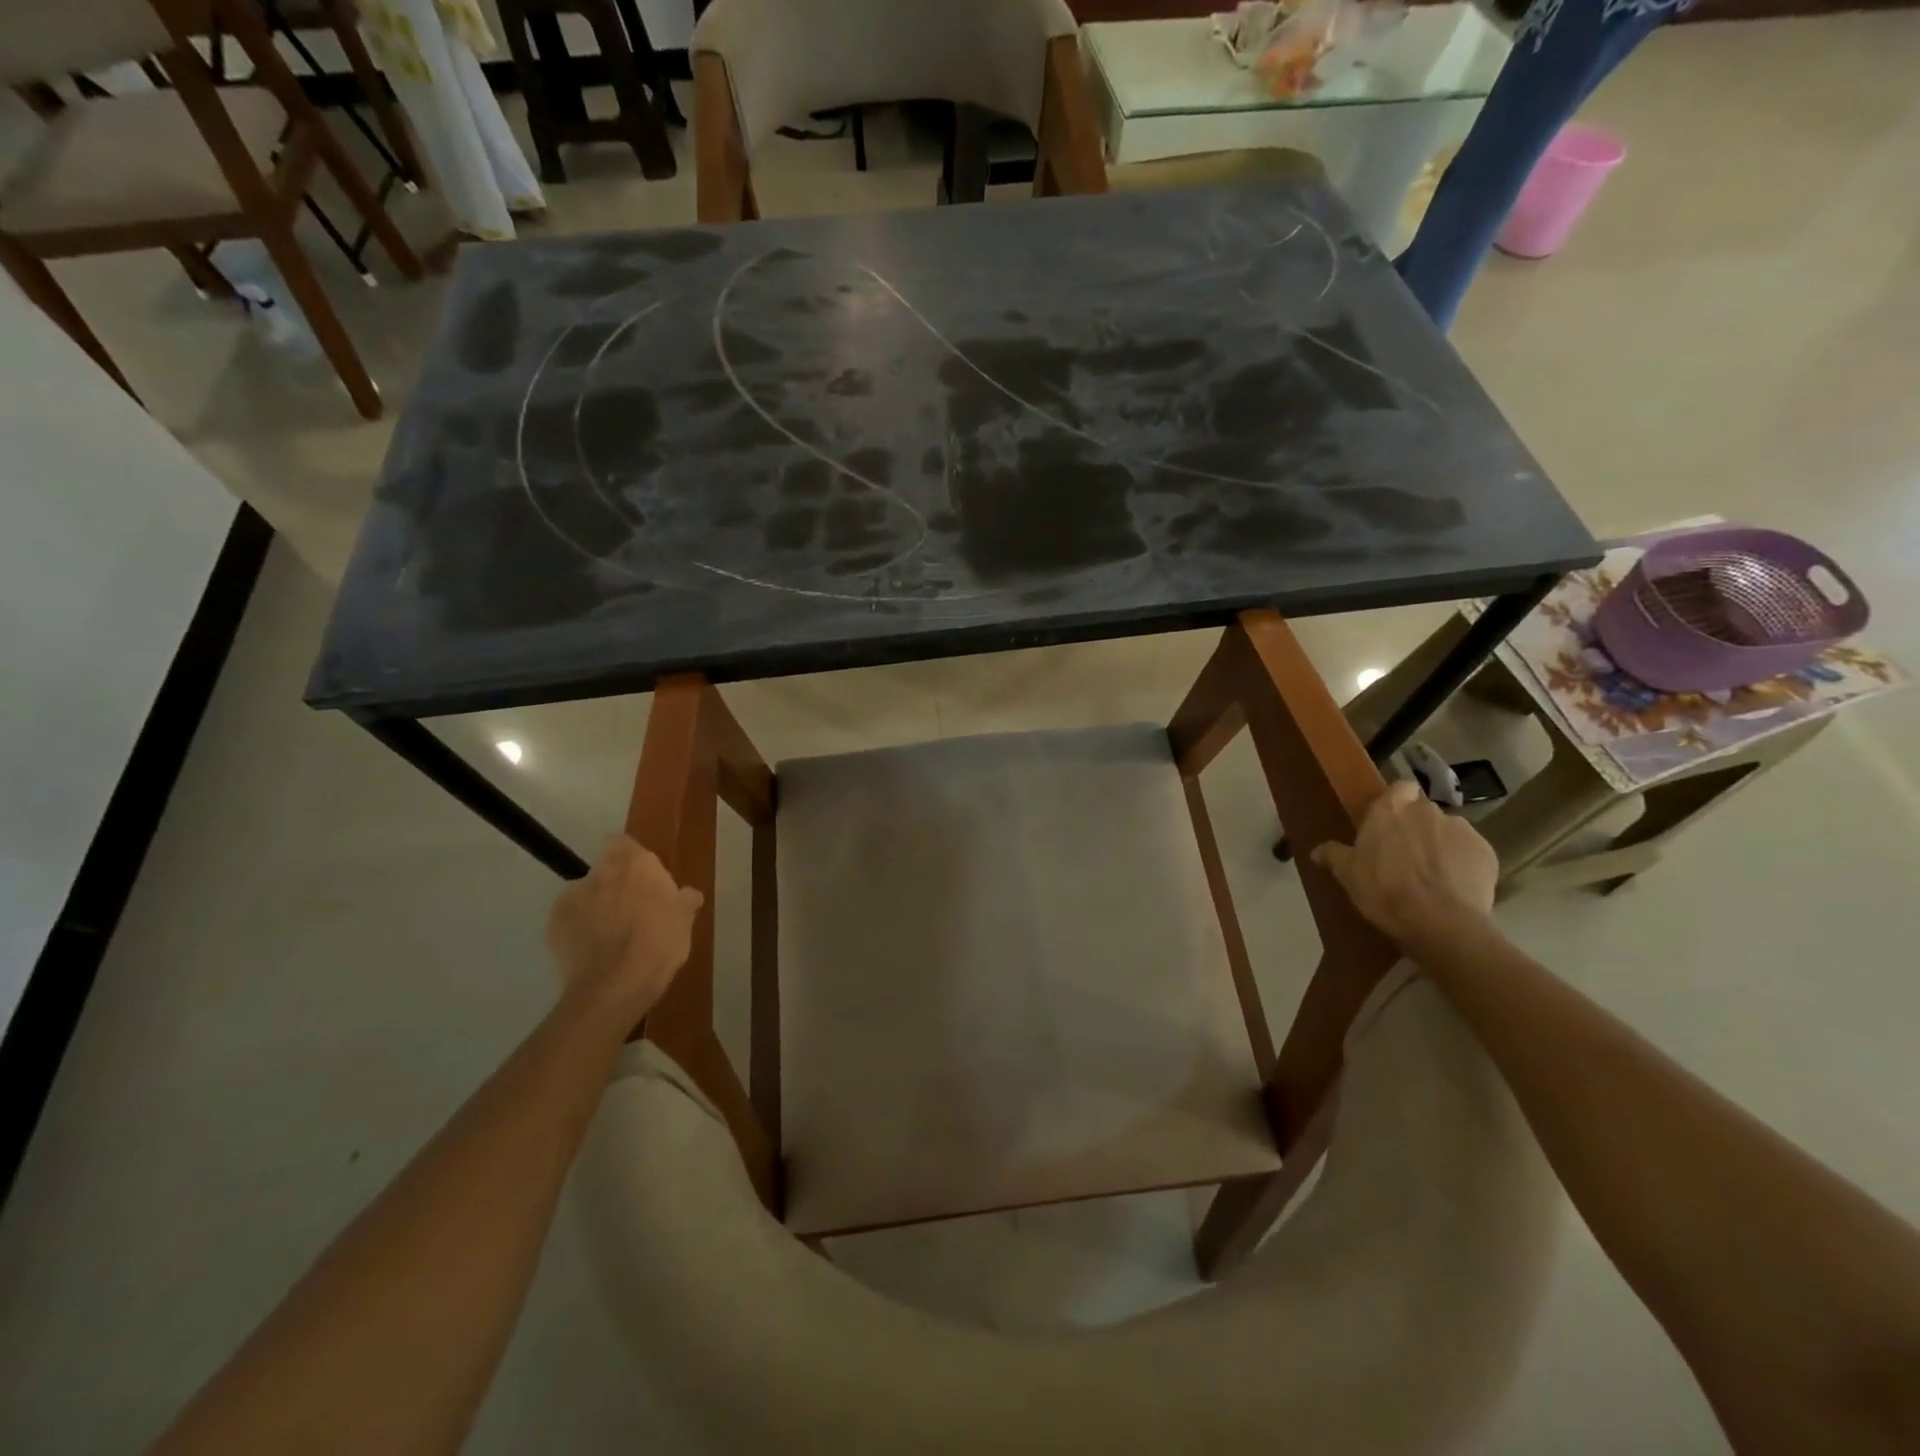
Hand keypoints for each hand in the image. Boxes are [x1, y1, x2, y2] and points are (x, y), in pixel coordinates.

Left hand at [546, 837, 703, 1019]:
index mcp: (635, 863)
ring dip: (595, 907)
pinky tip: (592, 950)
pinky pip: (569, 919)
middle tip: (630, 910)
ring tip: (608, 936)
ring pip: (585, 894)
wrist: (616, 983)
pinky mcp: (553, 923)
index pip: (623, 842)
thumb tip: (687, 893)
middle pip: (604, 869)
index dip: (630, 858)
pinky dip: (578, 929)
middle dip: (613, 885)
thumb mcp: (685, 919)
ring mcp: (572, 896)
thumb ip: (685, 899)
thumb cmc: (660, 942)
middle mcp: (601, 871)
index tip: (641, 878)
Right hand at [1312, 780, 1497, 948]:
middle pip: (1423, 810)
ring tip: (1433, 874)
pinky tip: (1454, 886)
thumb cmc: (1384, 891)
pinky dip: (1463, 863)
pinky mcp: (1487, 852)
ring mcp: (1461, 829)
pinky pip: (1471, 851)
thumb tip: (1317, 850)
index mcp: (1391, 810)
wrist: (1440, 923)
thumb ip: (1334, 856)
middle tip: (1405, 854)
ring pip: (1448, 830)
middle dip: (1417, 826)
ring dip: (1440, 844)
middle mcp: (1427, 811)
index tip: (1389, 823)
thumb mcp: (1348, 875)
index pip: (1400, 788)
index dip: (1397, 802)